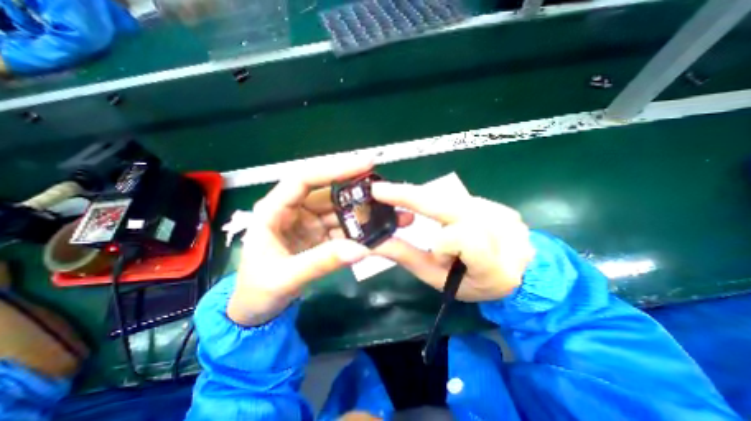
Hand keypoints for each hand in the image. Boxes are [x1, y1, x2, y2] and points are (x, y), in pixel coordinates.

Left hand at [229, 157, 412, 324]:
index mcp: (274, 210)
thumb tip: (361, 250)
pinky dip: (361, 230)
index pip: (304, 178)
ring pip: (340, 210)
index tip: (365, 164)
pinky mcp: (321, 235)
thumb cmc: (258, 290)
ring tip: (390, 213)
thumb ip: (321, 262)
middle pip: (328, 192)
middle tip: (386, 190)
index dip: (334, 169)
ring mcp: (310, 222)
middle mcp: (294, 210)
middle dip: (356, 190)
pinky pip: (344, 227)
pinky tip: (378, 231)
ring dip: (363, 212)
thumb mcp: (285, 278)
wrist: (258, 310)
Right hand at [368, 181, 532, 301]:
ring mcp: (506, 217)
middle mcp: (506, 236)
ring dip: (428, 204)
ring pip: (453, 200)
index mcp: (494, 266)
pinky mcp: (502, 206)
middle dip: (412, 195)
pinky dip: (441, 204)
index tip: (407, 225)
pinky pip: (461, 198)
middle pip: (454, 207)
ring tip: (415, 213)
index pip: (464, 239)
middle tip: (381, 190)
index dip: (441, 241)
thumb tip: (372, 243)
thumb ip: (406, 257)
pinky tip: (442, 215)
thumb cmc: (470, 283)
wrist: (511, 277)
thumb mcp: (436, 278)